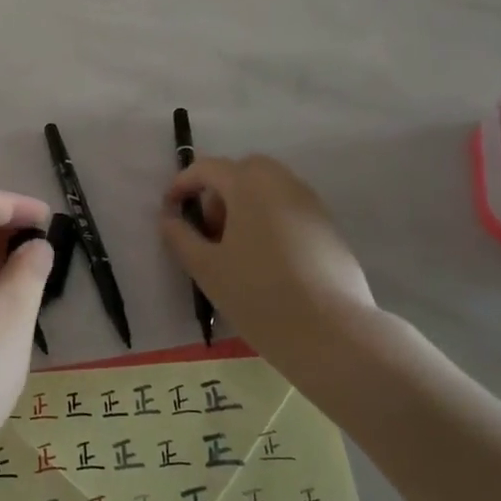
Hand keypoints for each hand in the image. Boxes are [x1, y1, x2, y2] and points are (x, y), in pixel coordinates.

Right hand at [159, 155, 407, 375]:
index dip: (183, 184)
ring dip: (245, 207)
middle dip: (219, 193)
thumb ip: (181, 237)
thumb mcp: (206, 268)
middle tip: (209, 231)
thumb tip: (169, 218)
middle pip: (242, 172)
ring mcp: (311, 204)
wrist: (332, 333)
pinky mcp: (329, 228)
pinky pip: (289, 210)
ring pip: (269, 190)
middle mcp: (282, 182)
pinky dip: (270, 221)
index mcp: (248, 184)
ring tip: (235, 251)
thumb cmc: (258, 294)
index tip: (170, 210)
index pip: (207, 168)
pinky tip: (266, 263)